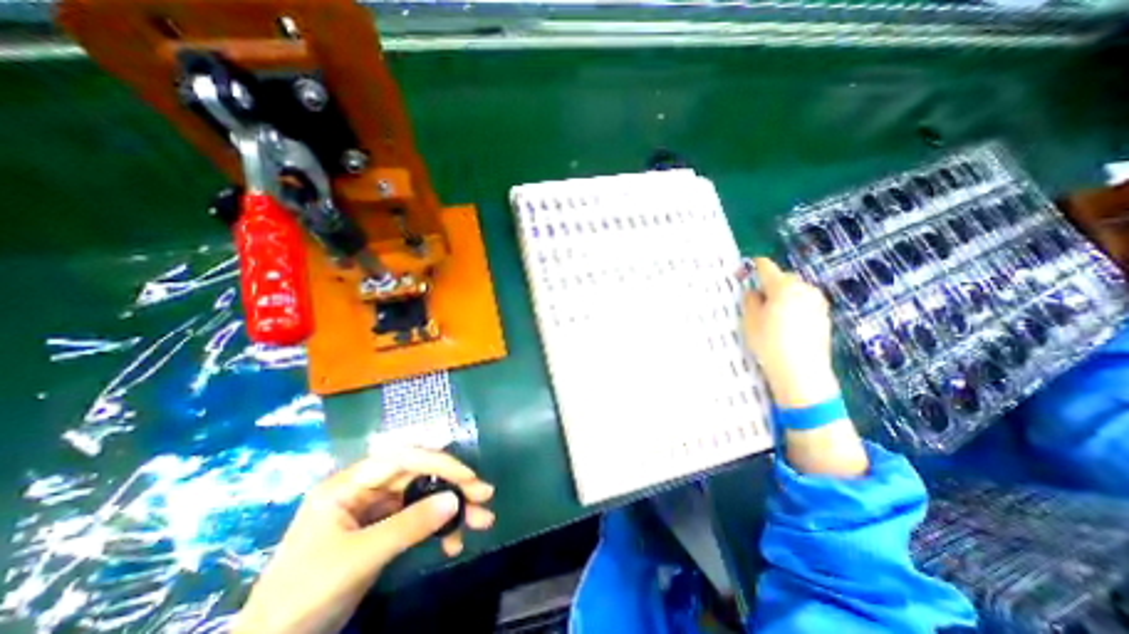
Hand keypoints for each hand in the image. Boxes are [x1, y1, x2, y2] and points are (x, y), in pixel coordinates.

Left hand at [234, 446, 495, 633]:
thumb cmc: (303, 595)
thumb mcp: (358, 558)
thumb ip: (408, 526)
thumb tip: (453, 501)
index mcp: (350, 483)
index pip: (403, 458)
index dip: (439, 463)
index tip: (468, 477)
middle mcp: (366, 488)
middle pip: (419, 476)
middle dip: (453, 486)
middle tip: (484, 497)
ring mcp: (375, 509)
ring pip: (423, 496)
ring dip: (452, 508)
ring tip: (481, 521)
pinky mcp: (383, 529)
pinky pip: (418, 519)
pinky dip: (438, 529)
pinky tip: (452, 543)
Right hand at [749, 259, 865, 474]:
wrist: (801, 373)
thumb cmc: (769, 343)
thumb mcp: (749, 320)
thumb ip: (750, 300)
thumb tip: (754, 291)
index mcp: (783, 287)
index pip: (766, 267)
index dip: (754, 266)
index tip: (746, 269)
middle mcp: (804, 289)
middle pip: (783, 278)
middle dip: (770, 284)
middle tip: (757, 299)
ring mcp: (818, 302)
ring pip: (796, 290)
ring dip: (783, 295)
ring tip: (772, 314)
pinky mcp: (824, 316)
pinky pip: (805, 302)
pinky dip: (794, 306)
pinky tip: (787, 324)